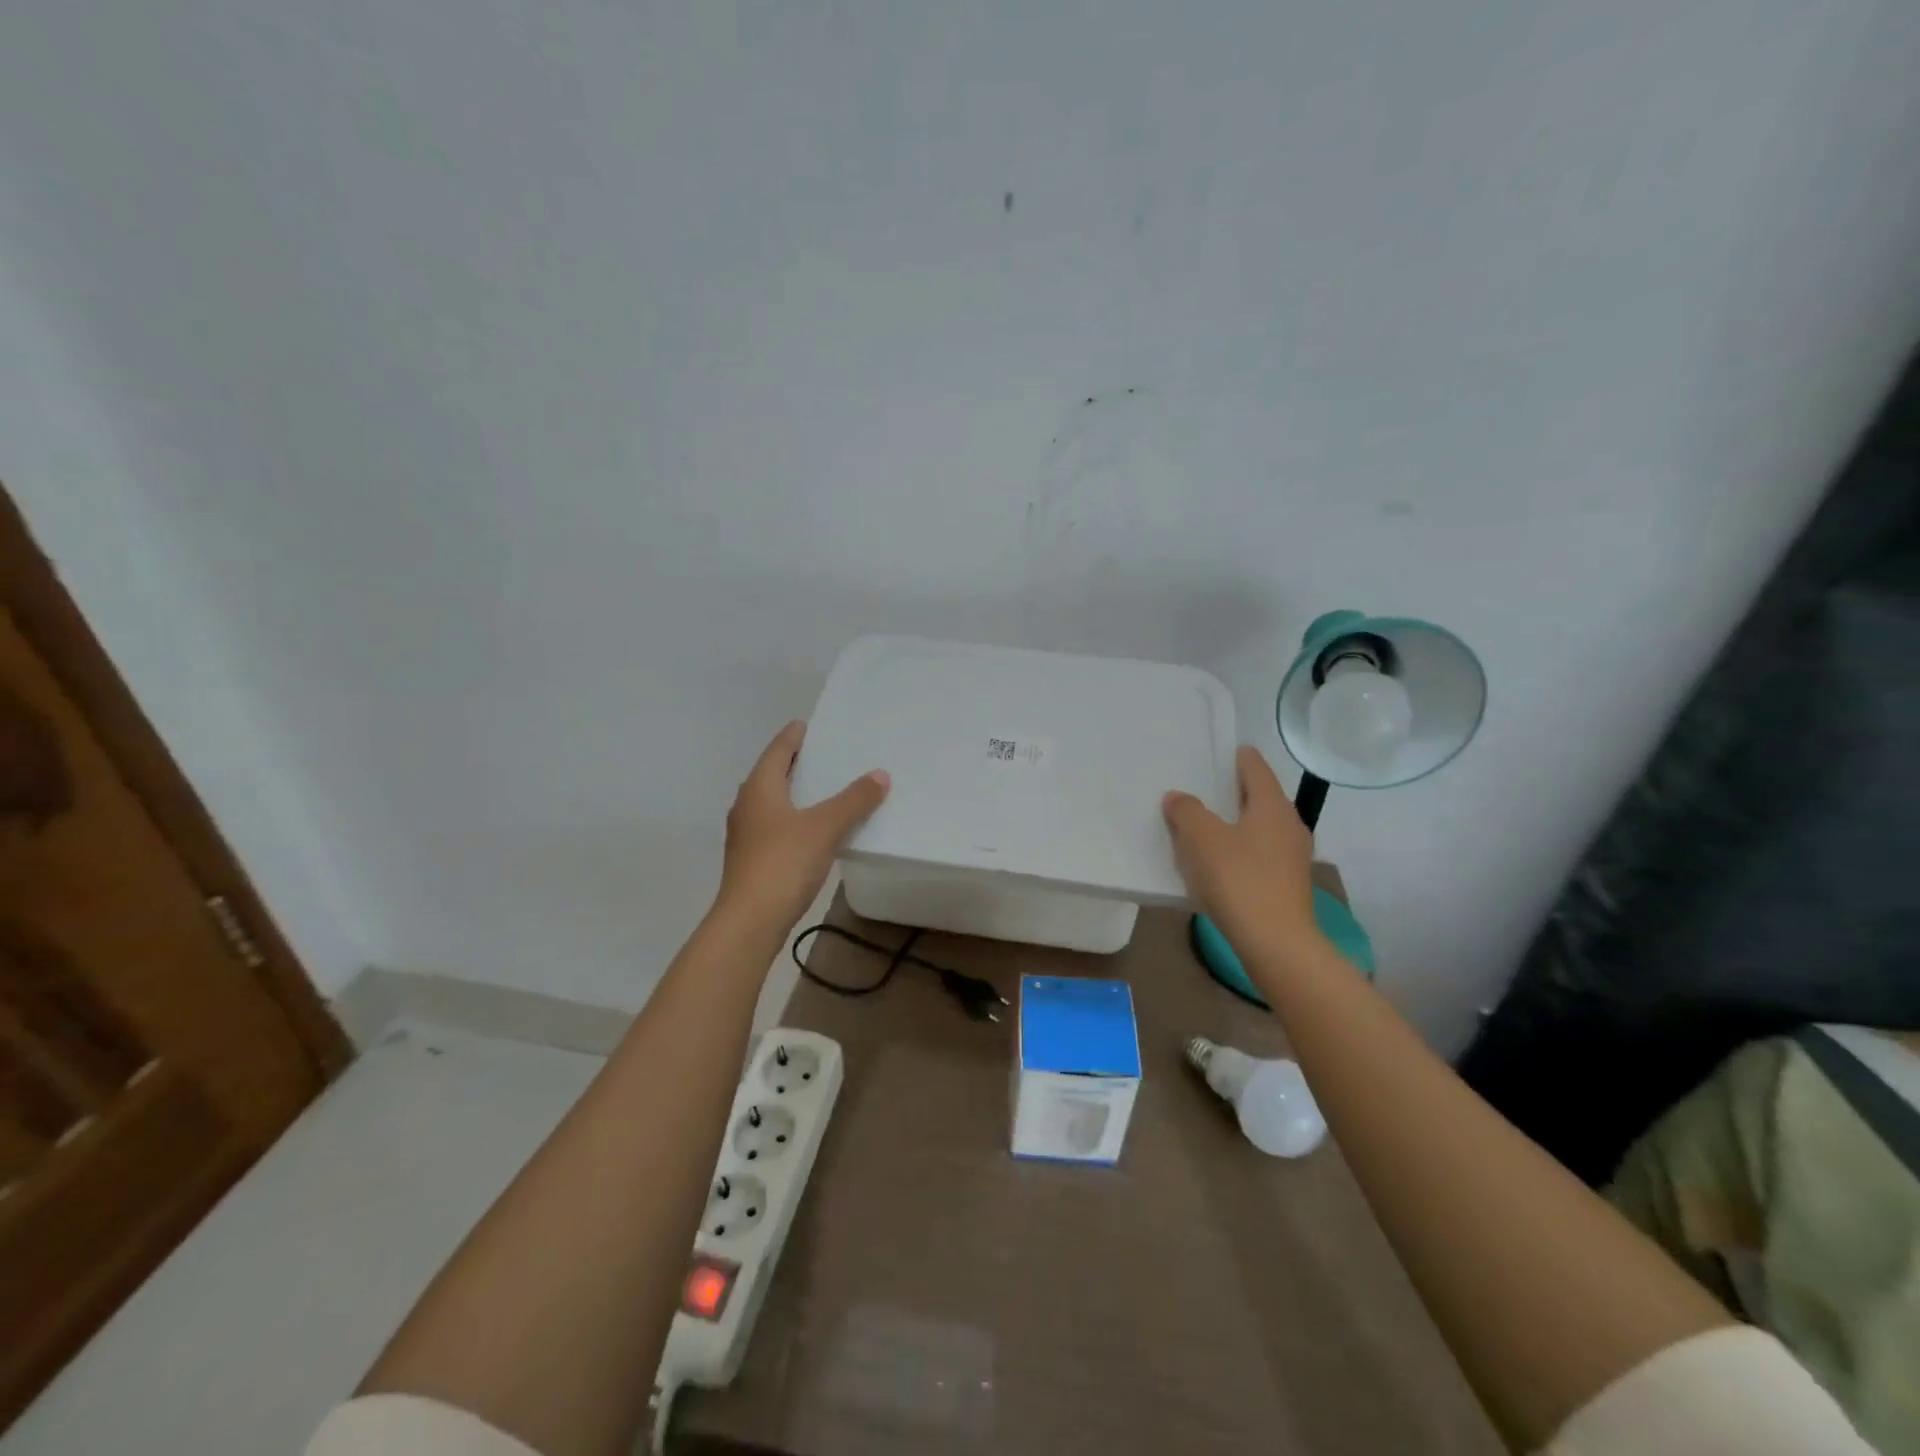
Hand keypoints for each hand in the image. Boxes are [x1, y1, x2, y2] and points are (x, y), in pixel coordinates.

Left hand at [716, 721, 889, 929]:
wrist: (749, 921)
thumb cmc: (783, 863)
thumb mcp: (825, 827)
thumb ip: (853, 800)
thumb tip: (879, 775)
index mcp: (759, 788)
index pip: (777, 751)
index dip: (793, 737)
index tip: (807, 724)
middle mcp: (747, 806)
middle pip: (772, 775)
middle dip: (796, 764)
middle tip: (825, 754)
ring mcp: (746, 835)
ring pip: (773, 803)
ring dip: (795, 793)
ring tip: (825, 789)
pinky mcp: (752, 859)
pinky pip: (777, 826)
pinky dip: (795, 819)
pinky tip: (815, 829)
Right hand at [1162, 745, 1317, 955]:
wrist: (1276, 944)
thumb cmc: (1239, 880)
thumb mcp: (1202, 840)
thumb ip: (1187, 812)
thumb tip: (1178, 797)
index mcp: (1272, 807)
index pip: (1257, 769)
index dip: (1241, 758)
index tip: (1227, 750)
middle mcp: (1289, 826)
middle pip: (1261, 798)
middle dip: (1235, 792)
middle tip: (1206, 786)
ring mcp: (1292, 858)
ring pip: (1260, 828)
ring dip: (1236, 823)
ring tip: (1206, 824)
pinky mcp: (1287, 885)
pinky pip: (1260, 854)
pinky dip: (1240, 849)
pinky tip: (1219, 861)